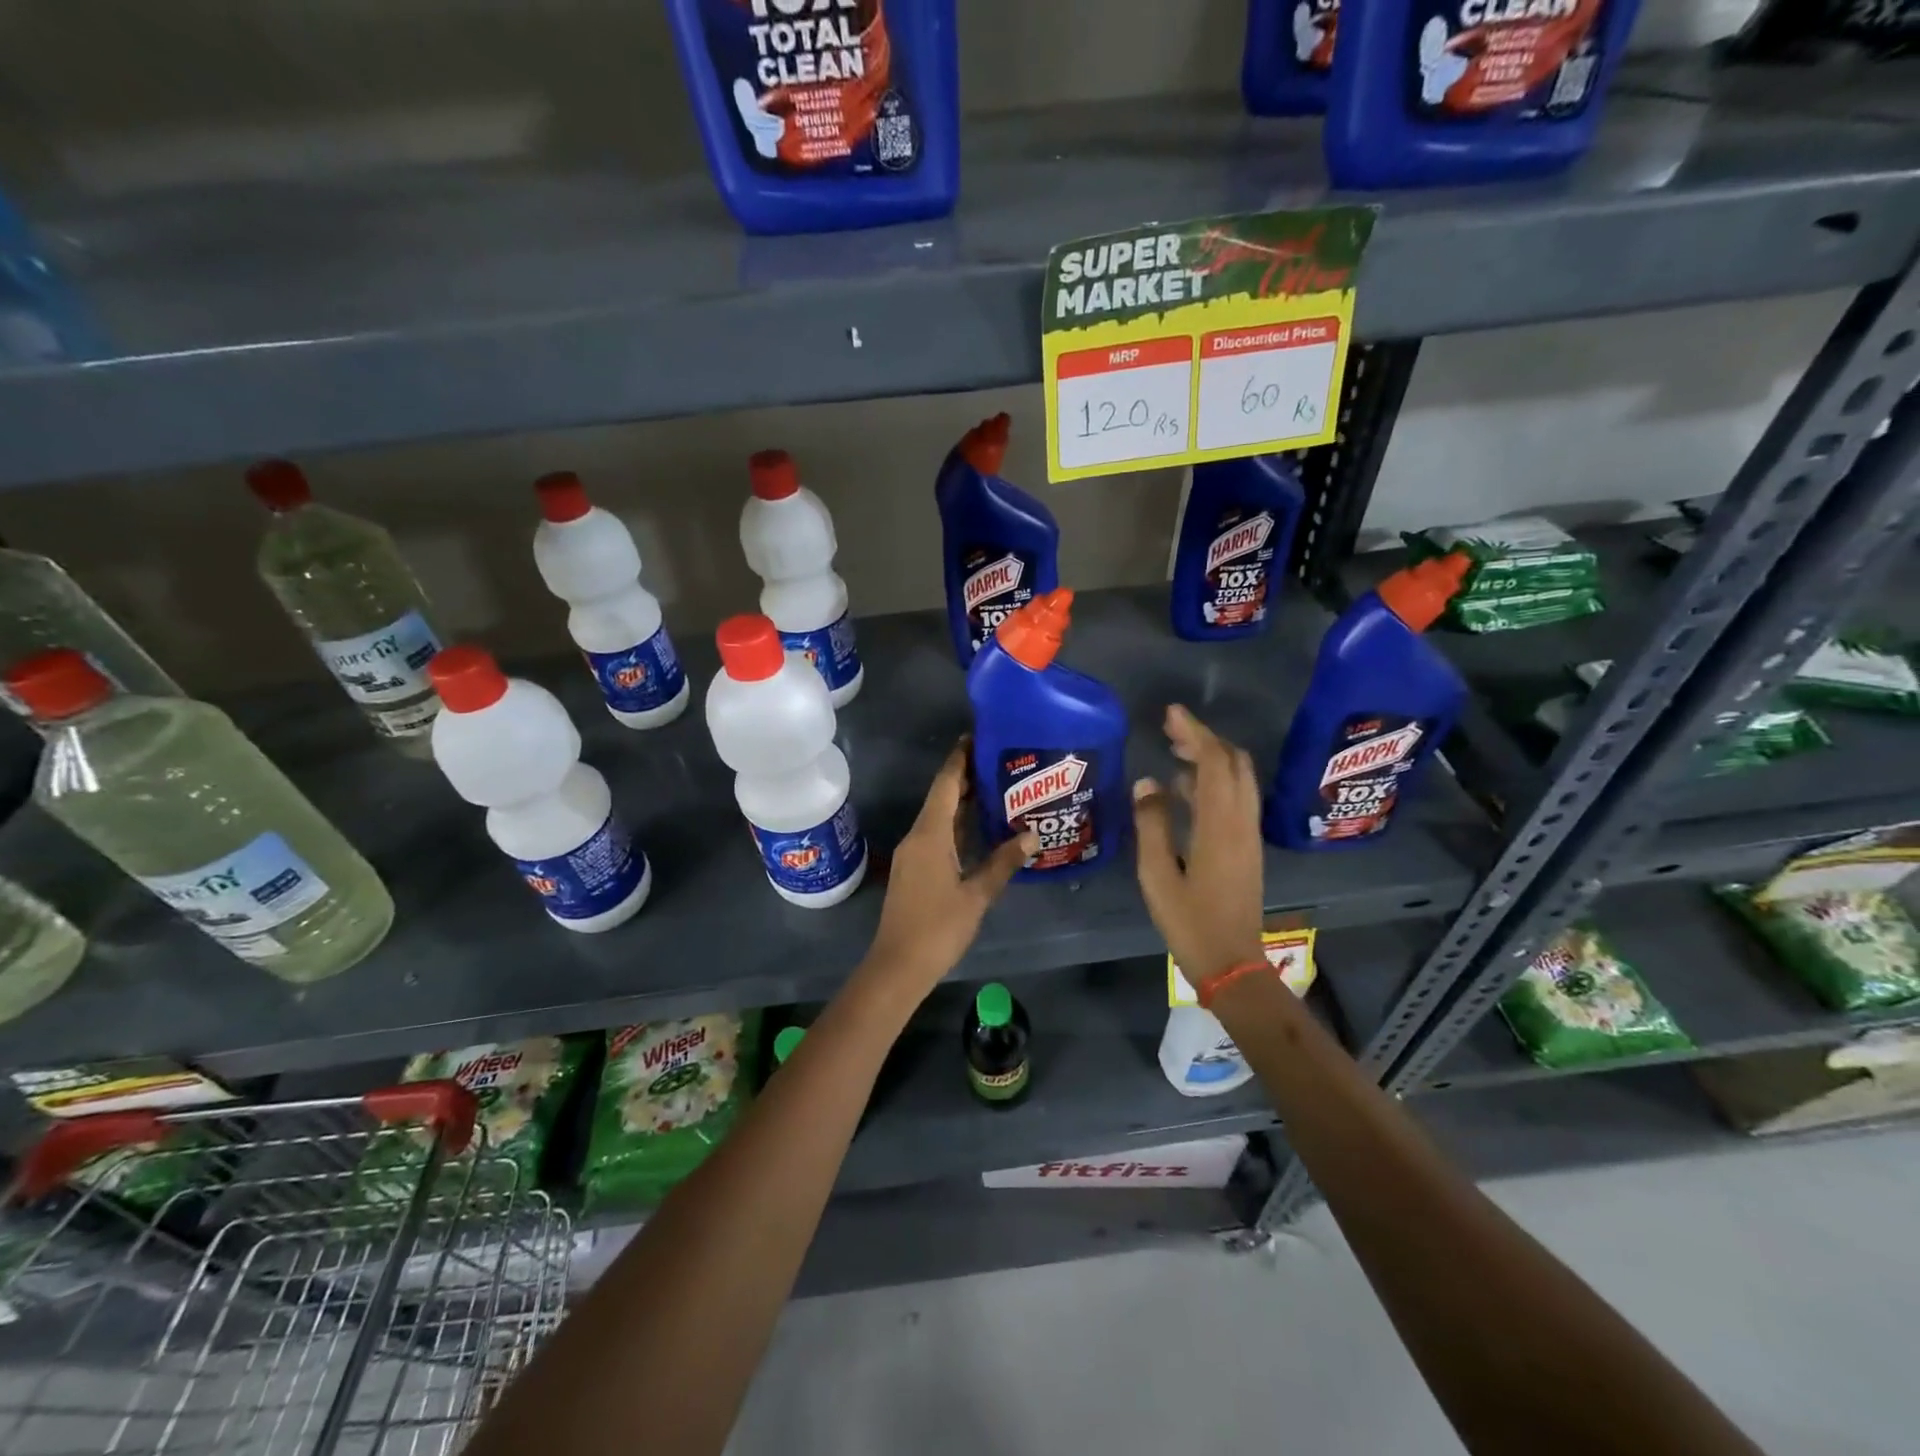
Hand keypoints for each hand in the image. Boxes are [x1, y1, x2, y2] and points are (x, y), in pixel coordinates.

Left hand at [862, 742, 1036, 995]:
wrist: (897, 966)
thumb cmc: (938, 928)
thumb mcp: (977, 895)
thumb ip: (1003, 862)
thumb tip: (1032, 835)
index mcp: (929, 834)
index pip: (946, 785)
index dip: (960, 759)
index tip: (977, 737)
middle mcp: (917, 836)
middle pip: (941, 797)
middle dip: (966, 777)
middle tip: (999, 761)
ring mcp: (913, 853)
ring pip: (938, 816)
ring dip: (962, 801)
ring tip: (996, 787)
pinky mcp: (914, 869)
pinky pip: (936, 834)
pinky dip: (957, 824)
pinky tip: (979, 827)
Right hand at [1133, 704, 1265, 988]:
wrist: (1233, 962)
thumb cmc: (1189, 921)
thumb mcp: (1157, 874)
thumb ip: (1151, 824)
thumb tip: (1147, 782)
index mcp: (1219, 825)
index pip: (1212, 762)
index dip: (1193, 733)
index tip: (1171, 713)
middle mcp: (1241, 822)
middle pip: (1233, 763)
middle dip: (1205, 739)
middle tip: (1171, 729)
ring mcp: (1248, 834)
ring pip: (1238, 779)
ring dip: (1211, 758)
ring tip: (1174, 751)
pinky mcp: (1247, 846)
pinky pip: (1236, 798)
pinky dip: (1215, 780)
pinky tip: (1185, 789)